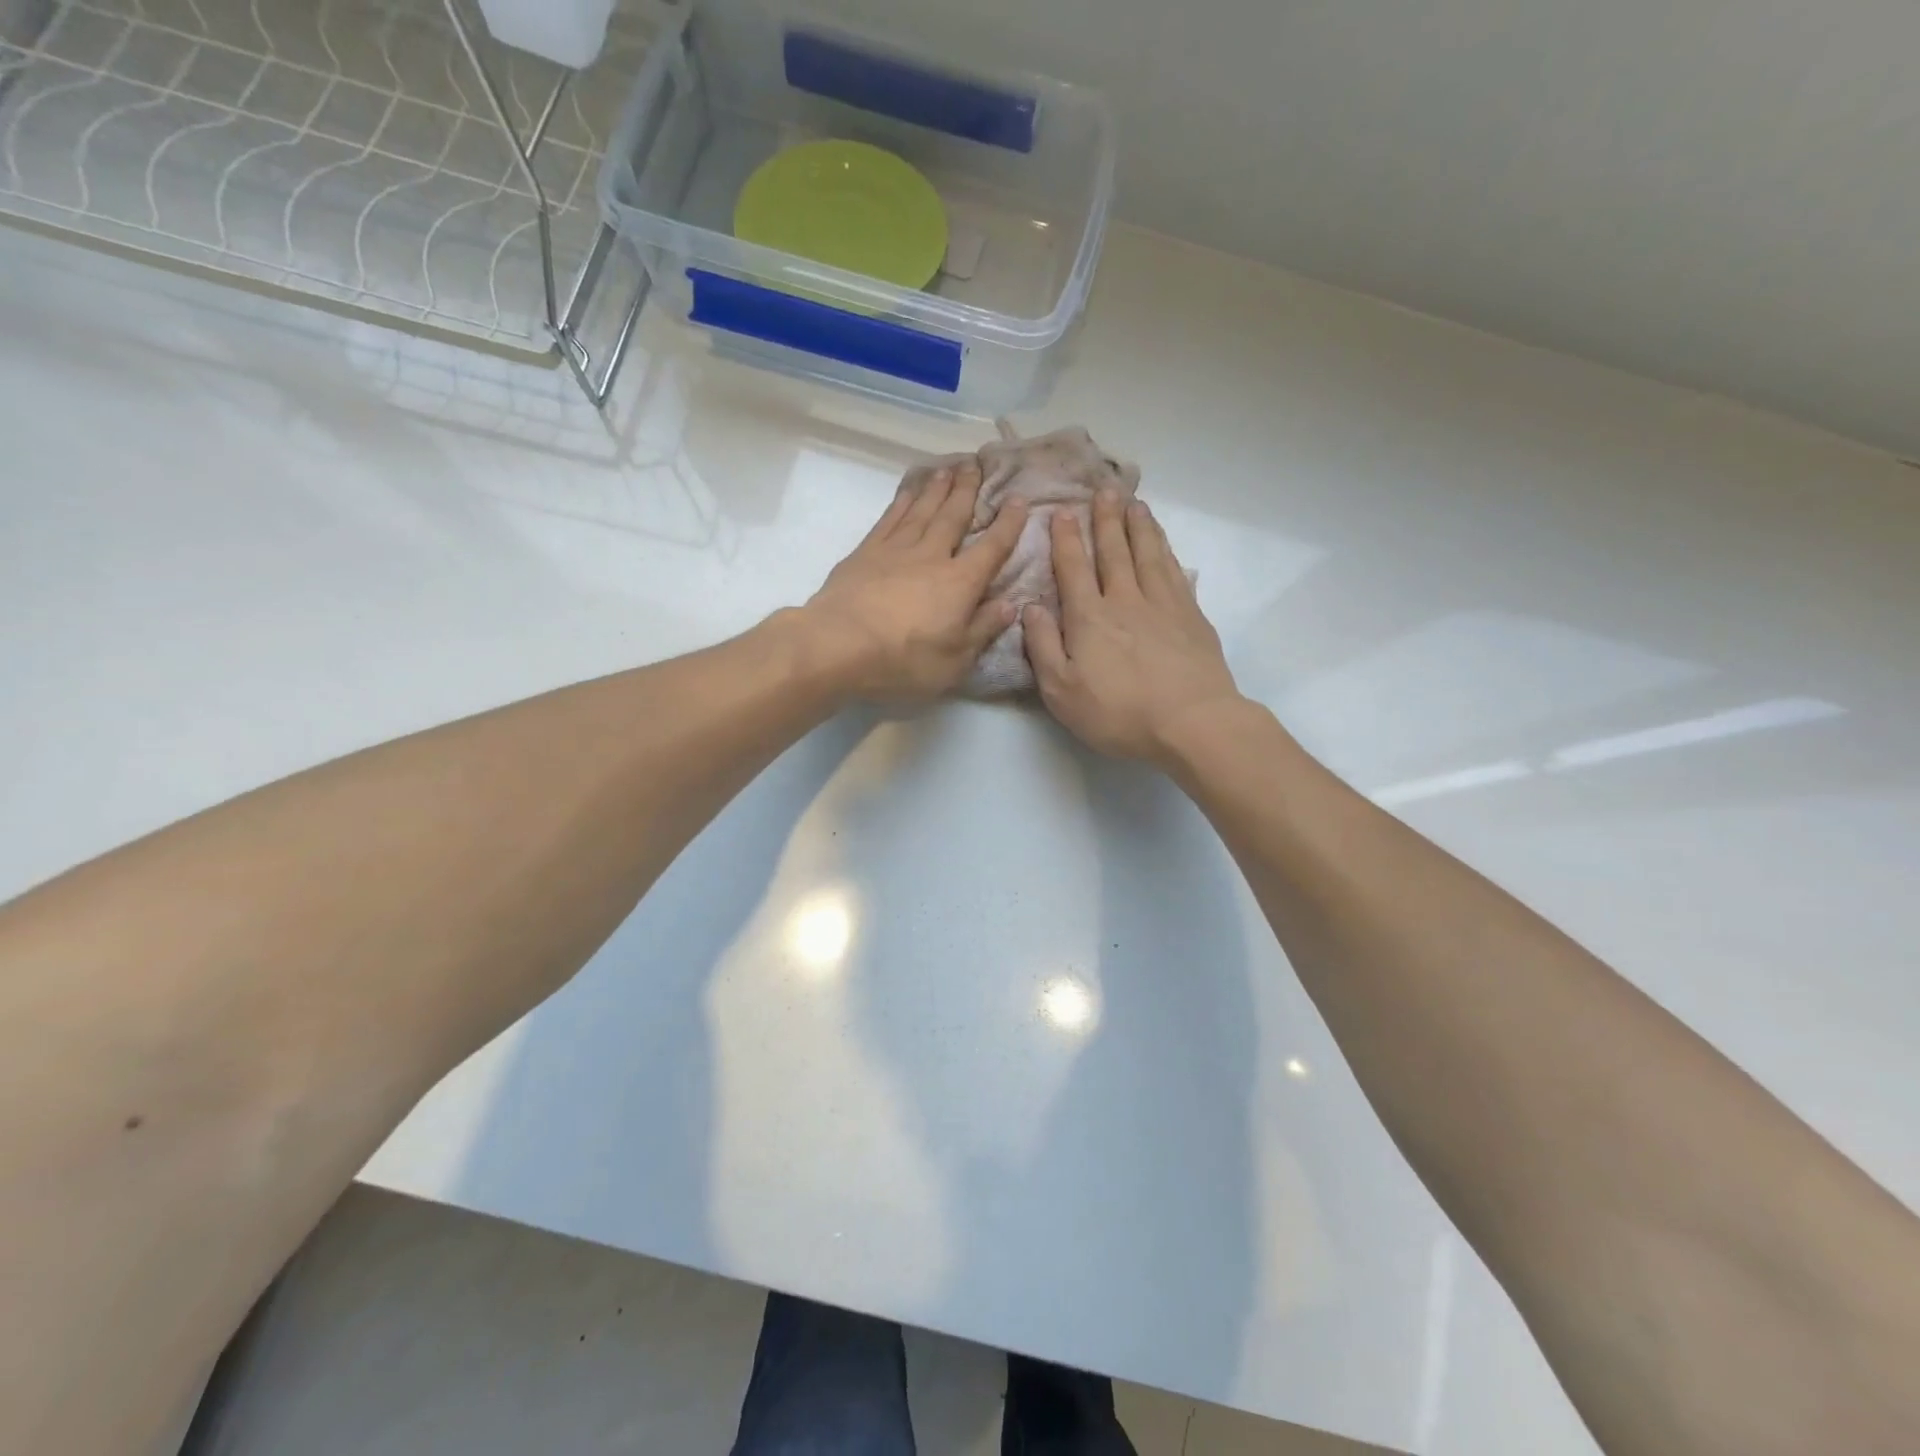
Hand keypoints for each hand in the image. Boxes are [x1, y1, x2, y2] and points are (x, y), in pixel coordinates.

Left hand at [797, 459, 1027, 703]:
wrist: (838, 645)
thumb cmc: (903, 660)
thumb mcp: (955, 660)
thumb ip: (983, 629)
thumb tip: (1010, 605)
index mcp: (960, 583)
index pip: (992, 548)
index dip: (1008, 524)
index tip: (1019, 500)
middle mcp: (931, 556)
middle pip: (954, 517)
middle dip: (968, 491)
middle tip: (976, 465)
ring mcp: (896, 550)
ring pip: (922, 510)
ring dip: (937, 489)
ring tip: (948, 469)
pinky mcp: (865, 552)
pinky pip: (890, 518)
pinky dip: (902, 502)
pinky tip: (908, 492)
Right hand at [1023, 491, 1243, 763]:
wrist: (1192, 722)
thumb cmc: (1119, 714)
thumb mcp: (1062, 691)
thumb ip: (1042, 647)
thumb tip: (1029, 607)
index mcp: (1089, 618)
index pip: (1074, 569)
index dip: (1066, 540)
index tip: (1062, 512)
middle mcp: (1125, 600)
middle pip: (1114, 552)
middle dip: (1105, 520)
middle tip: (1104, 490)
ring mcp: (1164, 605)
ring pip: (1148, 554)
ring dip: (1138, 527)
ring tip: (1134, 504)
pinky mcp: (1192, 616)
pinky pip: (1175, 572)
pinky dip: (1166, 551)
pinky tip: (1164, 545)